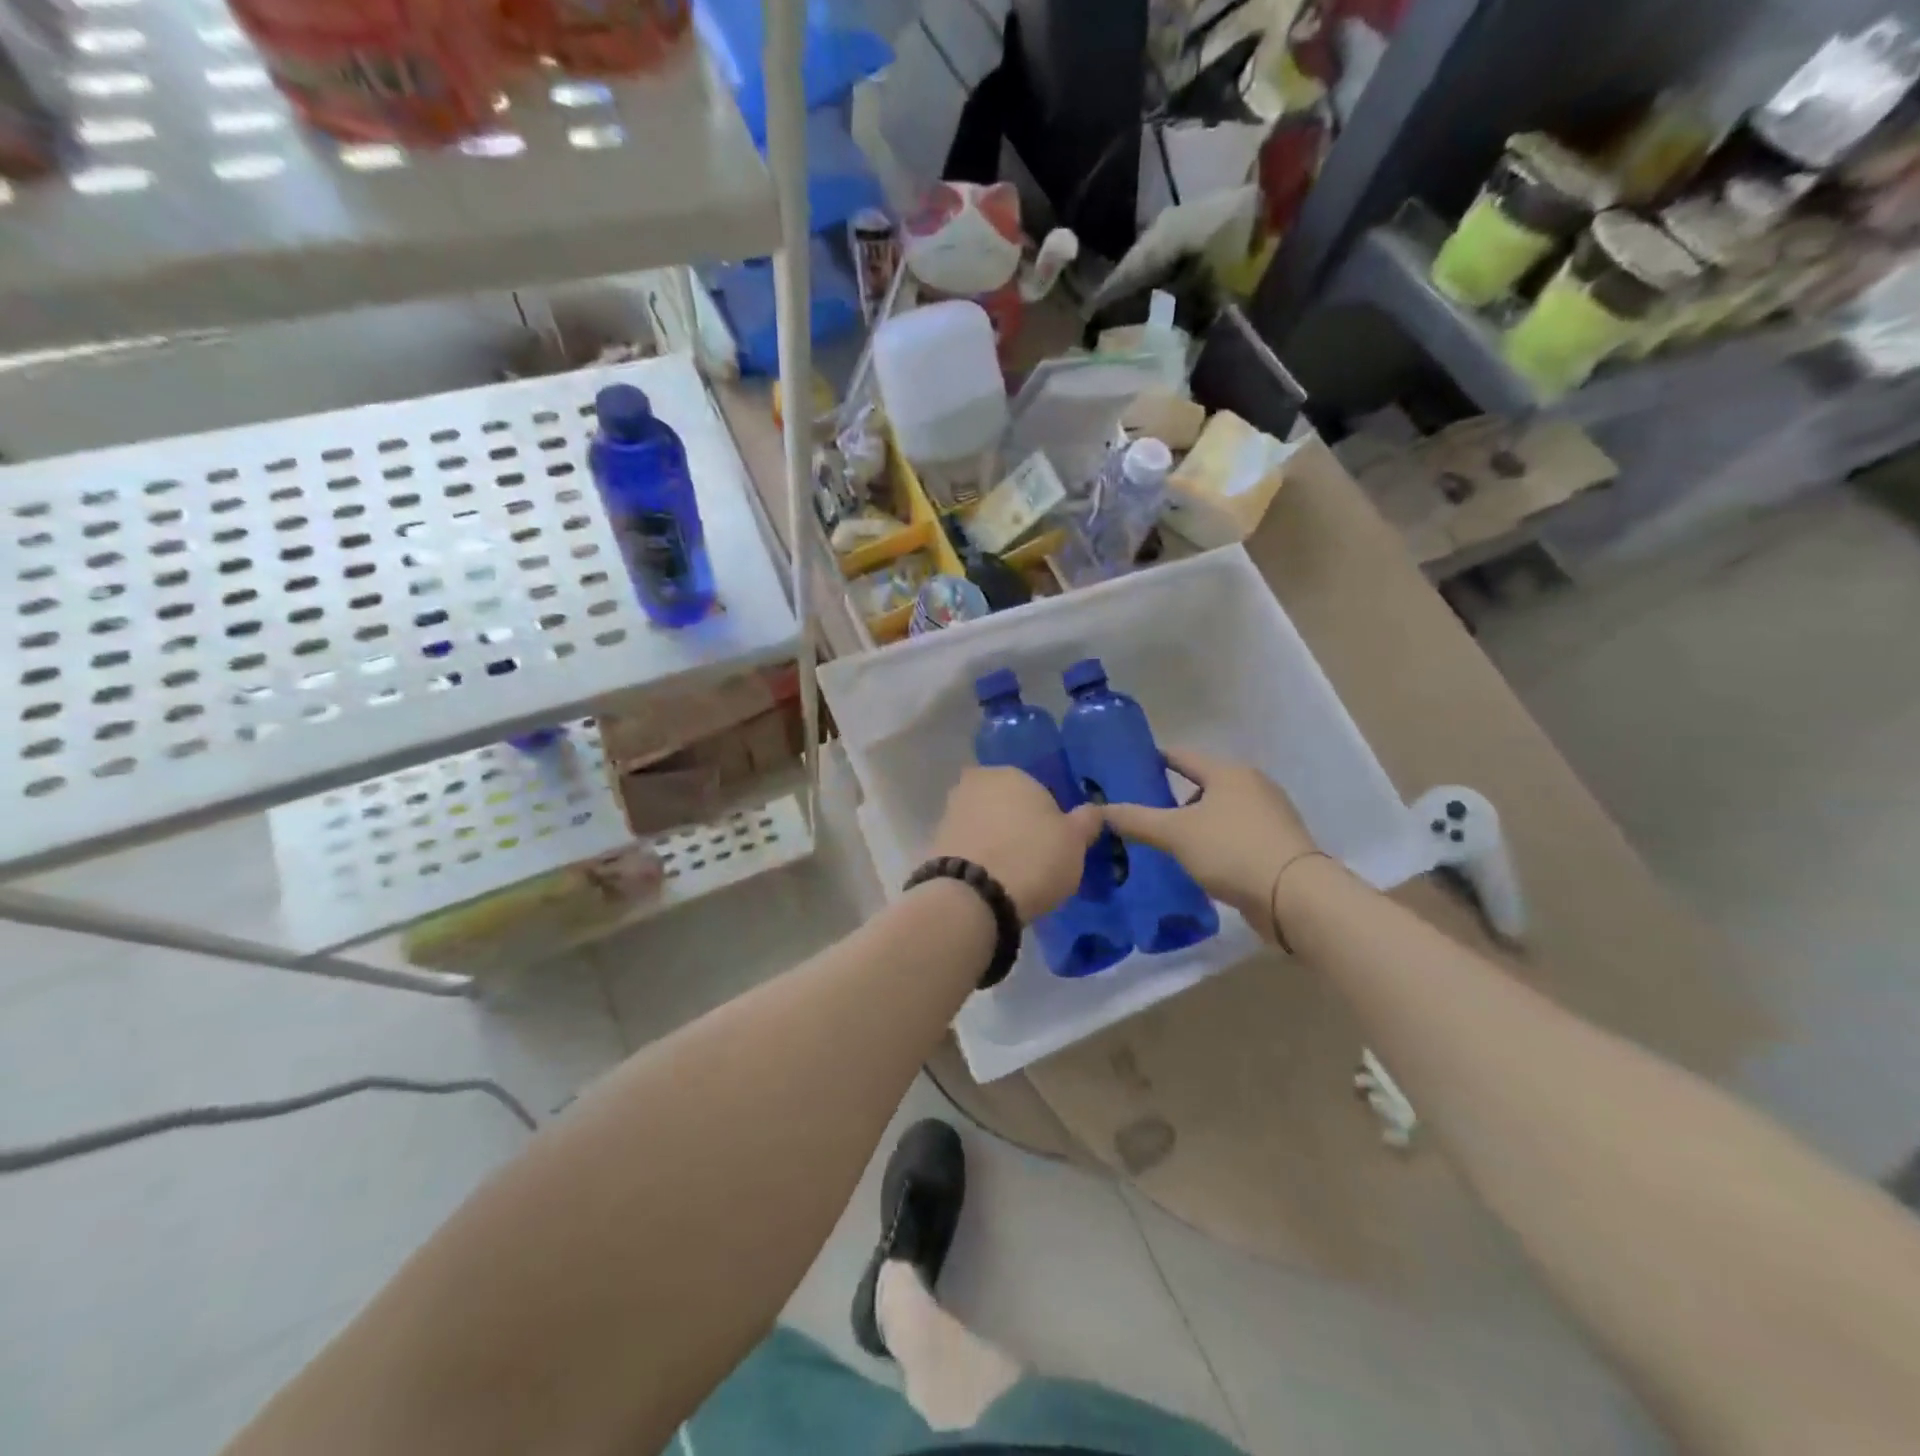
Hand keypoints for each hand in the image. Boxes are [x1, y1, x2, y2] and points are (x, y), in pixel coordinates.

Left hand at [929, 767, 1104, 921]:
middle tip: (1034, 857)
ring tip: (1011, 873)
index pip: (1036, 788)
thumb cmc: (1033, 858)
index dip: (1047, 816)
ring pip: (983, 822)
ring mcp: (950, 811)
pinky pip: (967, 845)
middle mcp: (975, 783)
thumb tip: (1094, 811)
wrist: (973, 897)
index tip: (1054, 842)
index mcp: (1010, 773)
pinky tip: (990, 880)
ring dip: (995, 839)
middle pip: (1005, 802)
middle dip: (1016, 823)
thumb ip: (1087, 820)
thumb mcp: (1075, 841)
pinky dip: (978, 856)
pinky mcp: (935, 841)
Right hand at [1099, 749, 1319, 934]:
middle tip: (1143, 815)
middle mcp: (1253, 786)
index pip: (1182, 756)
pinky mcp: (1278, 845)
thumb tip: (1099, 811)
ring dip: (1195, 824)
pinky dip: (1216, 843)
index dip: (1155, 760)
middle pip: (1203, 785)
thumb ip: (1137, 820)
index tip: (1130, 769)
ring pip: (1220, 812)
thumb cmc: (1232, 850)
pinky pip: (1236, 835)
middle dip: (1174, 799)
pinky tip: (1200, 863)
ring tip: (1169, 845)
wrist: (1295, 897)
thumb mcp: (1175, 833)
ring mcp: (1270, 816)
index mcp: (1228, 772)